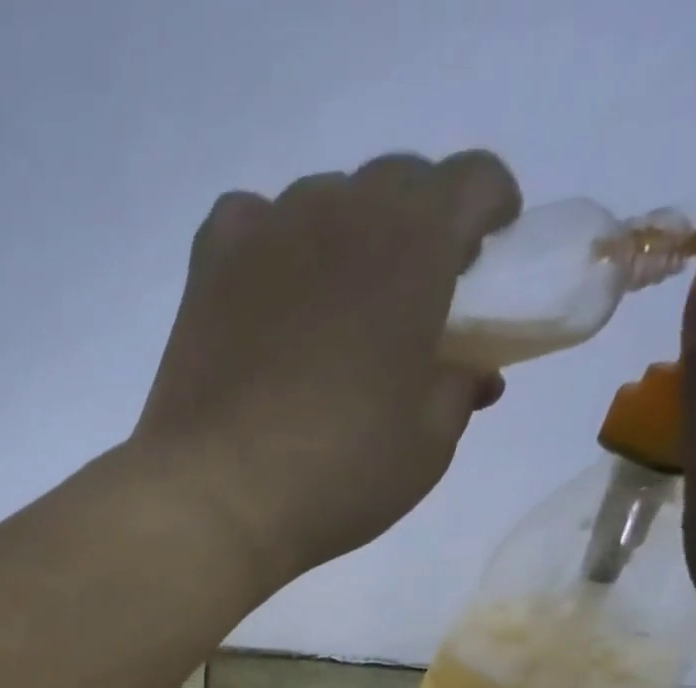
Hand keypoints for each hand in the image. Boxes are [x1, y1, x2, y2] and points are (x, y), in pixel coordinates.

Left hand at [133, 150, 520, 582]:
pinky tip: (265, 295)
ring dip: (342, 237)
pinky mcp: (207, 271)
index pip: (473, 180)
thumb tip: (466, 370)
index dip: (489, 211)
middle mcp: (340, 214)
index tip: (485, 255)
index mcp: (414, 243)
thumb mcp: (428, 445)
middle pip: (395, 183)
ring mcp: (265, 235)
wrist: (215, 498)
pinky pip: (246, 223)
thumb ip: (459, 388)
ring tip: (331, 306)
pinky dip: (266, 245)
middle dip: (417, 226)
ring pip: (321, 201)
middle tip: (408, 296)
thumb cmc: (335, 474)